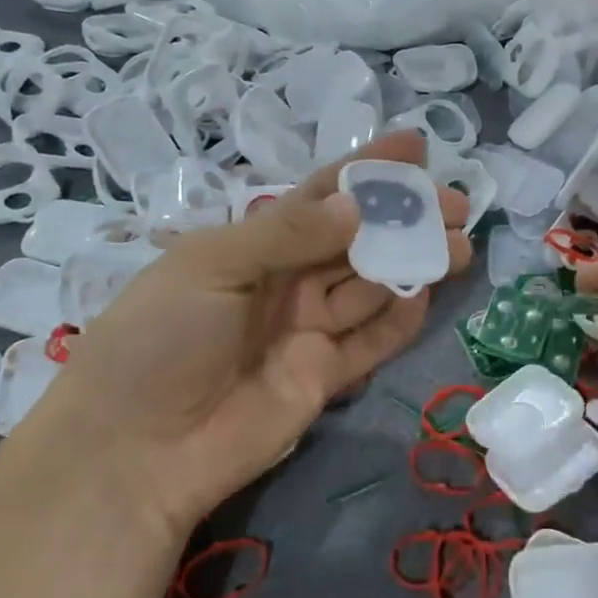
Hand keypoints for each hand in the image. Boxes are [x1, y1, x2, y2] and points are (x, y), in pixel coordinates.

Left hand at [30, 131, 470, 536]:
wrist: (137, 448)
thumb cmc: (161, 337)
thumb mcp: (214, 266)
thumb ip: (288, 233)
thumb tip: (359, 206)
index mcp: (252, 245)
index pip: (320, 197)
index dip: (367, 171)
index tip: (416, 148)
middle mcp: (286, 282)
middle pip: (357, 241)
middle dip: (406, 219)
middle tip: (458, 204)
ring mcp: (307, 331)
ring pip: (372, 287)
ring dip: (414, 262)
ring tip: (461, 243)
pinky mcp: (324, 377)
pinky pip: (371, 341)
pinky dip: (399, 319)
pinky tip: (425, 293)